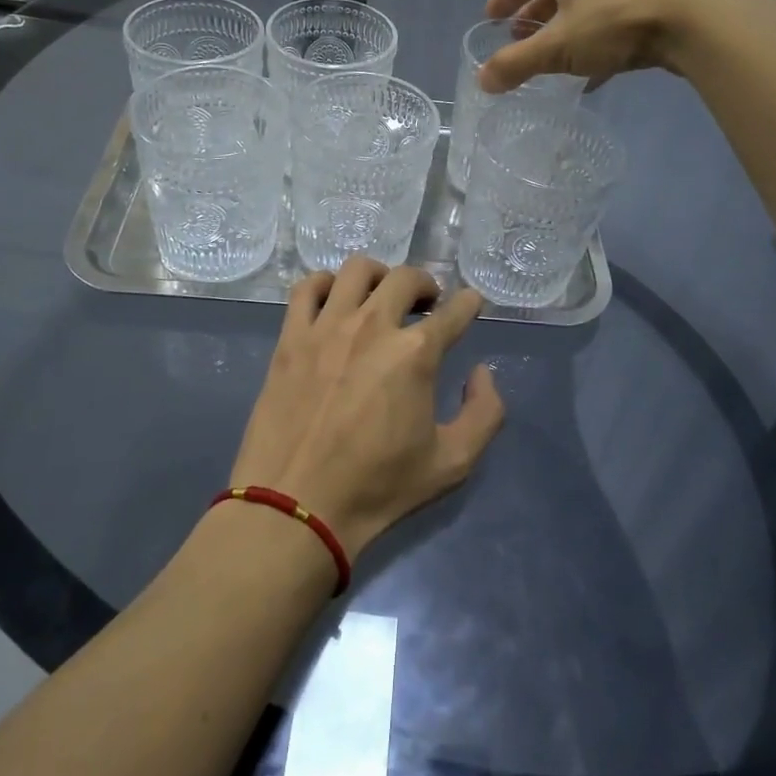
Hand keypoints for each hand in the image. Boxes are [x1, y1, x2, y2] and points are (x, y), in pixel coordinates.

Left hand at [229, 257, 505, 559]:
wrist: (296, 505)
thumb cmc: (377, 487)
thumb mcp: (452, 463)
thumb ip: (484, 413)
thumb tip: (481, 373)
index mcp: (416, 353)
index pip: (454, 310)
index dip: (469, 303)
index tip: (470, 304)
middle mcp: (373, 325)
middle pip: (406, 278)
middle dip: (426, 285)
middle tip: (427, 305)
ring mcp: (327, 327)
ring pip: (356, 270)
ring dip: (379, 276)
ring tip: (381, 296)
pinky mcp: (291, 337)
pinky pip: (306, 288)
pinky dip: (325, 283)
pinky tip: (333, 300)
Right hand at [479, 0, 705, 92]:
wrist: (690, 20)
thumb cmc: (612, 24)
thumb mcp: (557, 47)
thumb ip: (516, 64)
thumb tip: (481, 80)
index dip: (503, 0)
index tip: (490, 17)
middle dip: (533, 17)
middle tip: (518, 39)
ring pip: (581, 11)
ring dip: (562, 33)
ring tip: (549, 57)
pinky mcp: (646, 10)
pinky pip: (606, 30)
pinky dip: (591, 50)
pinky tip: (589, 77)